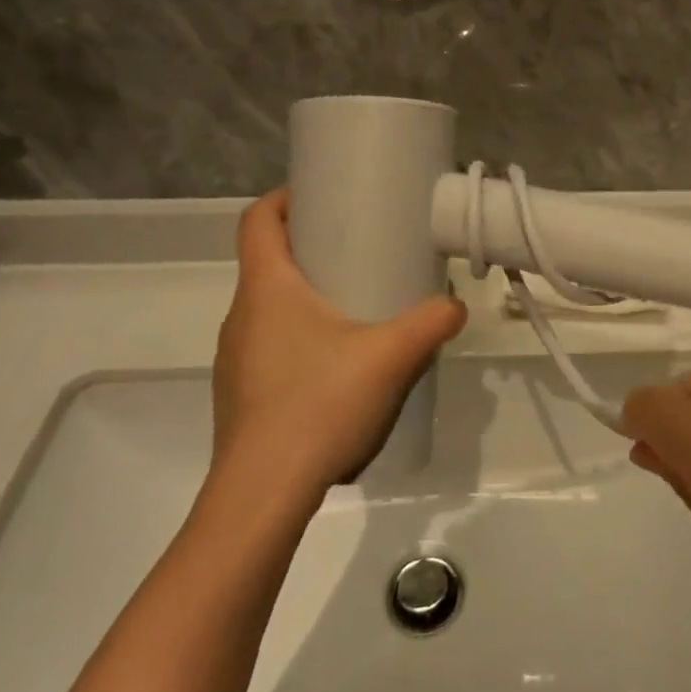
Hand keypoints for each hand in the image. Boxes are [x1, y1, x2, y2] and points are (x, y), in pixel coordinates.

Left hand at [210, 191, 466, 495]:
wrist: (263, 495)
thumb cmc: (320, 404)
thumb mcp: (391, 356)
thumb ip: (431, 323)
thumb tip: (456, 306)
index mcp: (267, 288)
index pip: (257, 220)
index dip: (284, 198)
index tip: (321, 196)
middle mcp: (241, 315)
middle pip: (266, 261)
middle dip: (308, 246)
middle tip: (356, 249)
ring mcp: (235, 358)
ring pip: (267, 306)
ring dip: (303, 295)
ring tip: (352, 306)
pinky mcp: (241, 394)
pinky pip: (268, 344)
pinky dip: (298, 336)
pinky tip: (336, 365)